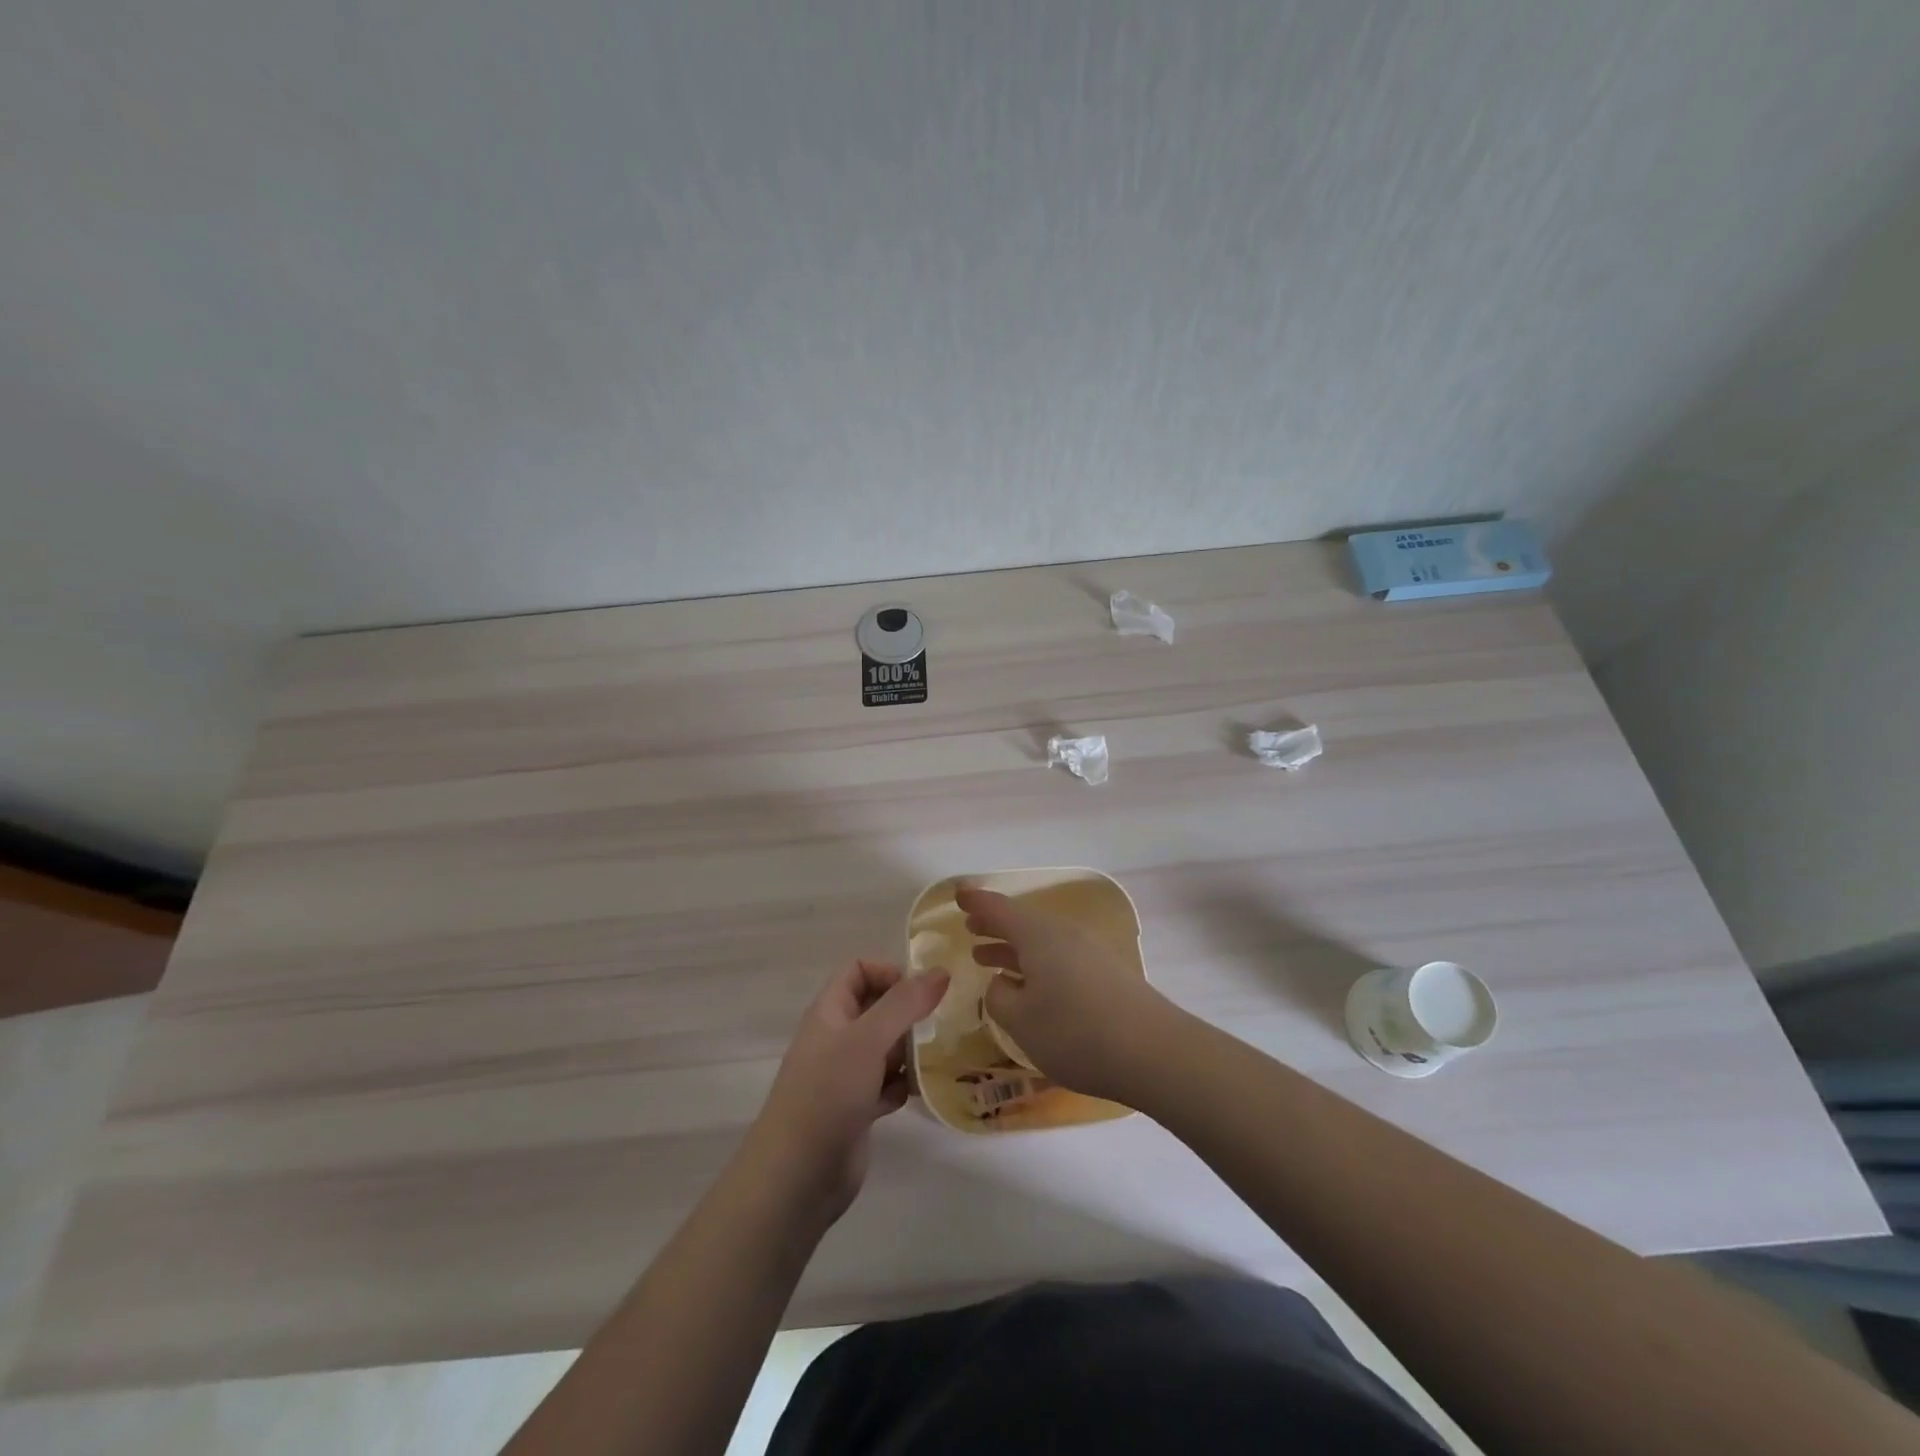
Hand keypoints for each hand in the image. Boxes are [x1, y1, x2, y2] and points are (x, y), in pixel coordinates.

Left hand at [742, 960, 948, 1227]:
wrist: (797, 1176)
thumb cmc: (828, 1093)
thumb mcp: (868, 1038)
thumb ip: (904, 1003)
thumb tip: (940, 971)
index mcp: (830, 1012)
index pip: (859, 971)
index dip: (889, 973)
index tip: (921, 992)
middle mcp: (837, 1038)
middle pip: (878, 1008)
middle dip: (909, 1013)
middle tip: (942, 1023)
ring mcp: (846, 1075)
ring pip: (887, 1048)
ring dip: (911, 1050)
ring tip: (939, 1056)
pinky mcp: (857, 1109)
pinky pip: (888, 1084)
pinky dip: (904, 1085)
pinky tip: (920, 1093)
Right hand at [958, 887, 1174, 1102]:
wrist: (1154, 1052)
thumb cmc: (1075, 1032)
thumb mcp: (1021, 1020)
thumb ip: (999, 998)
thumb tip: (1001, 982)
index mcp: (1038, 935)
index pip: (999, 908)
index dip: (976, 902)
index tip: (957, 896)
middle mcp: (1063, 934)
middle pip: (1023, 922)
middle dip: (995, 925)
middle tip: (971, 927)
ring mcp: (1089, 952)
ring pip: (1041, 941)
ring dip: (1014, 947)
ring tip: (989, 958)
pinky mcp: (1106, 973)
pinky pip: (1059, 957)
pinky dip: (1036, 963)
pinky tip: (1030, 987)